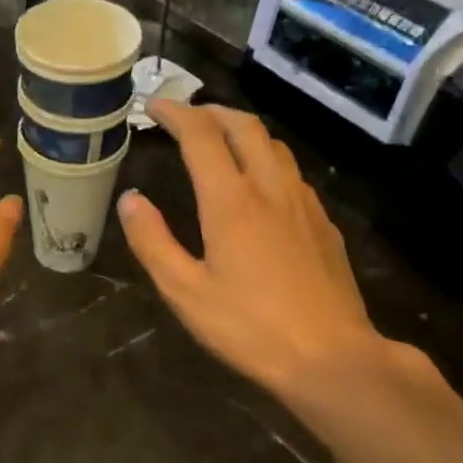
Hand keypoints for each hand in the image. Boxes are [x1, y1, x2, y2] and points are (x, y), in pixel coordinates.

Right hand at [117, 102, 391, 401]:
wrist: (332, 356)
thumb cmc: (250, 328)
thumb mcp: (185, 292)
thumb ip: (153, 242)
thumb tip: (130, 199)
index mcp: (232, 201)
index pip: (201, 136)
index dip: (175, 114)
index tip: (154, 106)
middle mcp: (271, 189)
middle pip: (244, 127)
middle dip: (211, 112)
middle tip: (185, 116)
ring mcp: (304, 204)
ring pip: (274, 146)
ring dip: (242, 131)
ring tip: (220, 141)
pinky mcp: (323, 224)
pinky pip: (292, 173)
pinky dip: (266, 159)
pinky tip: (260, 185)